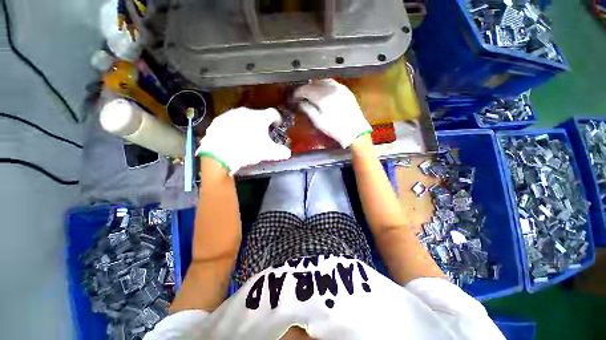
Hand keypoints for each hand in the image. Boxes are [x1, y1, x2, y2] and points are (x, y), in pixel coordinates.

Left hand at [196, 107, 290, 174]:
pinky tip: (232, 138)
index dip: (277, 119)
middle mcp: (246, 112)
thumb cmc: (248, 150)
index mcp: (260, 117)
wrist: (219, 154)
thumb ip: (281, 152)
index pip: (273, 113)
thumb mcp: (268, 153)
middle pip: (257, 115)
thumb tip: (288, 153)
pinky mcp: (218, 121)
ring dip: (247, 125)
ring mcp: (230, 115)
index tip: (277, 125)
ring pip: (243, 118)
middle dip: (261, 124)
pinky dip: (233, 128)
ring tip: (246, 137)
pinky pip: (229, 122)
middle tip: (261, 135)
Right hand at [293, 79, 371, 147]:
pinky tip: (322, 90)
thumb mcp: (319, 122)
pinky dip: (324, 84)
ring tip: (310, 92)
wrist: (355, 131)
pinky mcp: (346, 90)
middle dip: (305, 88)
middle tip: (300, 95)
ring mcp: (340, 88)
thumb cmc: (335, 129)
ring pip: (323, 81)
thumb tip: (300, 102)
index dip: (298, 92)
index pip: (306, 90)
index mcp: (323, 98)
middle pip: (314, 84)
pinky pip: (332, 83)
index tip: (294, 97)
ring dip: (314, 85)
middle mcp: (331, 89)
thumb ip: (308, 110)